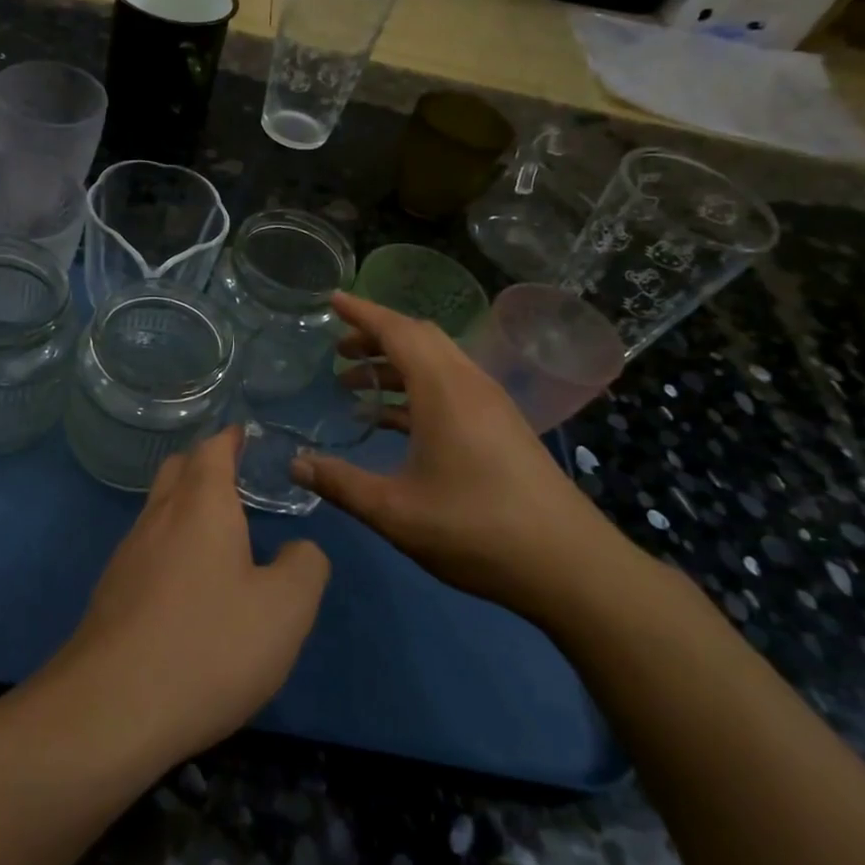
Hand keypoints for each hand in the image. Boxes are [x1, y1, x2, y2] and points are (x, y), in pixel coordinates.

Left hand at [51, 427, 329, 765]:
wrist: (111, 709)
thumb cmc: (208, 645)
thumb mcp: (285, 610)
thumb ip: (305, 567)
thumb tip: (299, 550)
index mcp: (201, 506)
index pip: (212, 450)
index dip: (230, 439)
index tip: (245, 436)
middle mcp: (158, 517)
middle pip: (177, 471)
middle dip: (204, 466)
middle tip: (237, 479)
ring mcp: (128, 555)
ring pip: (158, 510)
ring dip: (186, 507)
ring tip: (219, 532)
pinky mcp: (111, 593)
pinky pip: (147, 548)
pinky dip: (171, 545)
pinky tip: (188, 585)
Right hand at [292, 292, 630, 625]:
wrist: (570, 566)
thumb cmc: (476, 530)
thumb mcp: (395, 511)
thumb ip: (341, 483)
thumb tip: (294, 464)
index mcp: (444, 390)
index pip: (397, 331)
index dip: (362, 312)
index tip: (332, 299)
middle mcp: (469, 384)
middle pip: (419, 339)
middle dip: (375, 337)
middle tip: (337, 351)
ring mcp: (490, 405)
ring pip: (436, 363)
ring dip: (395, 365)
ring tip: (354, 386)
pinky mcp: (501, 427)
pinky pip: (449, 388)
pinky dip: (415, 390)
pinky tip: (391, 421)